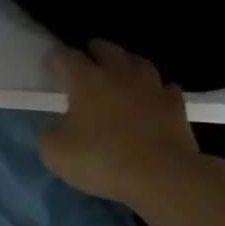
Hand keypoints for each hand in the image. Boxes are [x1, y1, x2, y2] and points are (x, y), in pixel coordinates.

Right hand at [39, 41, 203, 204]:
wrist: (161, 176)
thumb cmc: (102, 159)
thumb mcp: (55, 153)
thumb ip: (49, 134)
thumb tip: (54, 128)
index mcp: (85, 80)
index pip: (65, 56)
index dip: (55, 57)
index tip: (50, 64)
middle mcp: (118, 74)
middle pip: (106, 49)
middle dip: (95, 50)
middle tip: (89, 57)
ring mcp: (151, 87)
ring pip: (139, 62)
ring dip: (127, 63)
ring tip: (122, 71)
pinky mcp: (175, 105)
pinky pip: (165, 89)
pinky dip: (157, 90)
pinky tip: (153, 98)